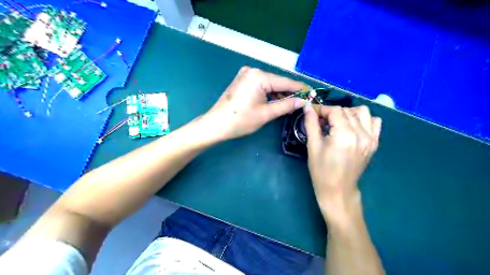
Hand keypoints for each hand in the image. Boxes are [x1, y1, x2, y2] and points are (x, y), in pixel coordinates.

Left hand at [203, 66, 304, 138]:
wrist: (216, 125)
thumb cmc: (241, 120)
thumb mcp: (266, 113)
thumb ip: (286, 105)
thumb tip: (303, 101)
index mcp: (259, 76)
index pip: (285, 82)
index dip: (300, 89)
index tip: (313, 93)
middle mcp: (253, 70)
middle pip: (277, 82)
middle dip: (290, 92)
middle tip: (303, 102)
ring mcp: (246, 75)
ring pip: (269, 84)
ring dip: (280, 94)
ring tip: (292, 104)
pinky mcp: (242, 81)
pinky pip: (261, 85)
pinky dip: (269, 93)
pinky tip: (277, 101)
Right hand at [306, 104, 380, 223]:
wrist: (338, 190)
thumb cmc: (321, 170)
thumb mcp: (313, 146)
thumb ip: (311, 124)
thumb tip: (307, 107)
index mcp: (344, 135)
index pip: (335, 110)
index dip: (322, 109)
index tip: (313, 113)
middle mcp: (361, 134)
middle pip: (347, 110)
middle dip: (332, 112)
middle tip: (321, 121)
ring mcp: (371, 138)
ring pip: (362, 112)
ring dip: (348, 113)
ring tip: (338, 123)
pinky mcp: (374, 143)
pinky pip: (374, 122)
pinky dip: (363, 120)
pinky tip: (352, 127)